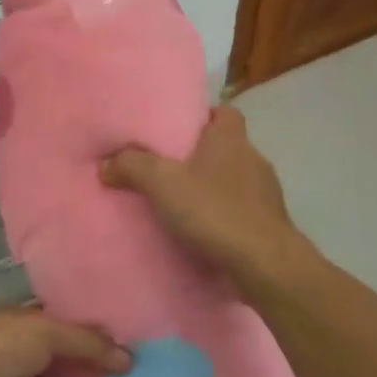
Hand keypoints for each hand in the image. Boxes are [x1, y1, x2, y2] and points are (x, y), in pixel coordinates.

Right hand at [100, 105, 307, 291]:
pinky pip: (241, 212)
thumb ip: (132, 166)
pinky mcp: (270, 226)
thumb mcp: (162, 183)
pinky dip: (223, 217)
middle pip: (226, 147)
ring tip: (181, 203)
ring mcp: (266, 194)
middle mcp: (253, 159)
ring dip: (213, 189)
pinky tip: (202, 232)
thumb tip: (106, 164)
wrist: (265, 265)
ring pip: (234, 181)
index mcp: (230, 139)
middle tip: (168, 167)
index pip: (224, 112)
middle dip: (201, 156)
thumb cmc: (215, 210)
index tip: (178, 129)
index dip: (203, 116)